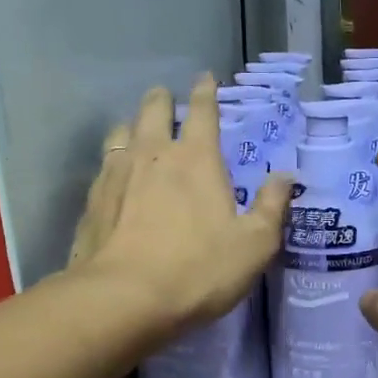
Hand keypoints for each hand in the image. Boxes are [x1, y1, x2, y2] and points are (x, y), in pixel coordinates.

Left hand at [71, 76, 292, 339]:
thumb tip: (285, 177)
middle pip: (153, 111)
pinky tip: (114, 176)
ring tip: (135, 130)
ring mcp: (116, 175)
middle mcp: (153, 155)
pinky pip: (103, 167)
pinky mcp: (92, 202)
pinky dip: (112, 161)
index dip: (205, 92)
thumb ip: (271, 207)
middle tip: (165, 96)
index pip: (203, 113)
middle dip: (162, 100)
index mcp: (197, 160)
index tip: (205, 78)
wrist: (123, 299)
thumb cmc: (199, 269)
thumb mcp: (254, 244)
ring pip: (120, 133)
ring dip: (132, 126)